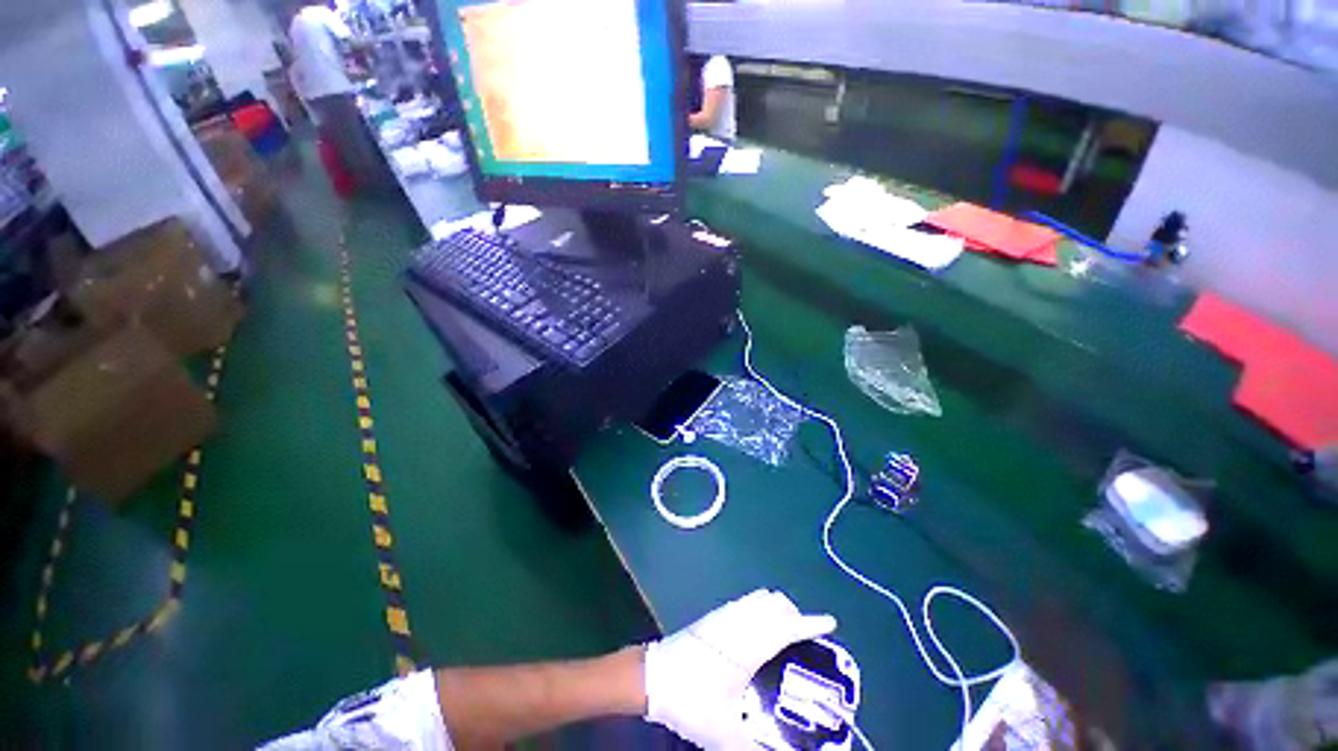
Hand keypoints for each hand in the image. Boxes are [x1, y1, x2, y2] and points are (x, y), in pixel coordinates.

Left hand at [644, 589, 836, 749]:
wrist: (652, 676)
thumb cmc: (690, 699)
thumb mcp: (725, 733)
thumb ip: (757, 750)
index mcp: (748, 643)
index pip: (787, 626)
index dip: (811, 622)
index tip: (831, 622)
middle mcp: (739, 620)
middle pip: (775, 603)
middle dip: (794, 615)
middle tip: (805, 640)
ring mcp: (725, 614)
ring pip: (759, 598)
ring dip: (777, 609)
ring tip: (785, 636)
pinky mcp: (714, 615)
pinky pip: (746, 602)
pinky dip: (760, 609)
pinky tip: (758, 634)